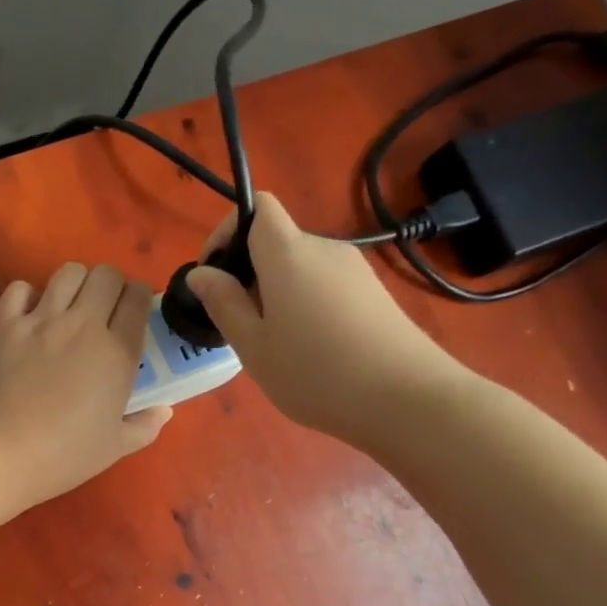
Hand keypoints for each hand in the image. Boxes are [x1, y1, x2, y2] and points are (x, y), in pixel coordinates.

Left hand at [0, 262, 170, 507]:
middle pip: (106, 275)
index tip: (131, 315)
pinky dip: (28, 296)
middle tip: (102, 311)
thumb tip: (163, 410)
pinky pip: (20, 288)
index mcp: (117, 353)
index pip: (137, 299)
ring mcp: (39, 320)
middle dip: (110, 286)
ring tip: (68, 308)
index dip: (138, 300)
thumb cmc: (60, 456)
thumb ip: (143, 427)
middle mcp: (82, 325)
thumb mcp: (112, 449)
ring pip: (68, 272)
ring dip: (74, 284)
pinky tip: (28, 318)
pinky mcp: (2, 324)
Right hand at [184, 193, 468, 448]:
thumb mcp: (253, 345)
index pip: (258, 207)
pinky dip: (304, 305)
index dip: (228, 230)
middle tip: (238, 326)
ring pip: (300, 268)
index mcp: (289, 254)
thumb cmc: (315, 373)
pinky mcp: (373, 293)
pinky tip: (309, 349)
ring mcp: (354, 270)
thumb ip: (223, 303)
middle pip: (277, 242)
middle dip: (248, 274)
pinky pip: (323, 285)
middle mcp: (324, 249)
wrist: (406, 398)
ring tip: (274, 345)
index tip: (213, 273)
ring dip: (275, 294)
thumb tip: (200, 273)